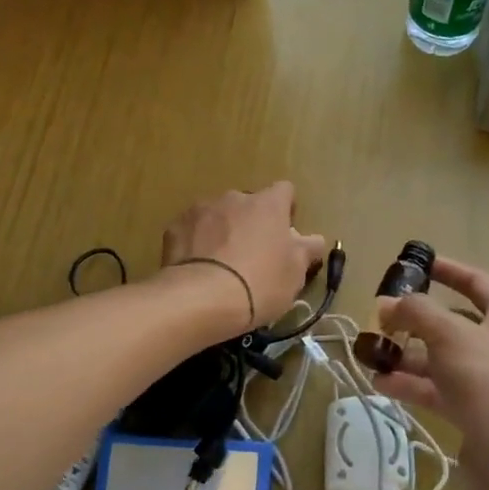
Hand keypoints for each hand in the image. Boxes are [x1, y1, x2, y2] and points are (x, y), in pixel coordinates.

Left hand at [160, 182, 327, 330]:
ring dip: (222, 231)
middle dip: (251, 223)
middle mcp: (235, 198)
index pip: (284, 191)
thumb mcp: (295, 273)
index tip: (283, 234)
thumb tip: (313, 240)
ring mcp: (201, 209)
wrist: (201, 299)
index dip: (286, 210)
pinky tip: (197, 269)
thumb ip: (307, 249)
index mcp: (268, 204)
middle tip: (251, 256)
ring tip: (221, 266)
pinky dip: (196, 243)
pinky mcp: (175, 227)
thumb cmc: (259, 283)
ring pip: (218, 215)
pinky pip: (192, 230)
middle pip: (248, 204)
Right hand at [372, 256, 488, 489]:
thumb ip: (415, 312)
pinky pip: (438, 389)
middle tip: (382, 317)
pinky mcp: (475, 413)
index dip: (448, 270)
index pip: (477, 282)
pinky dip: (411, 384)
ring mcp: (488, 382)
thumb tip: (386, 304)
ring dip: (407, 354)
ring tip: (371, 354)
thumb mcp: (449, 335)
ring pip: (441, 358)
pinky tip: (381, 384)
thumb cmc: (488, 383)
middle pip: (453, 322)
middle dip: (416, 320)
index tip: (416, 264)